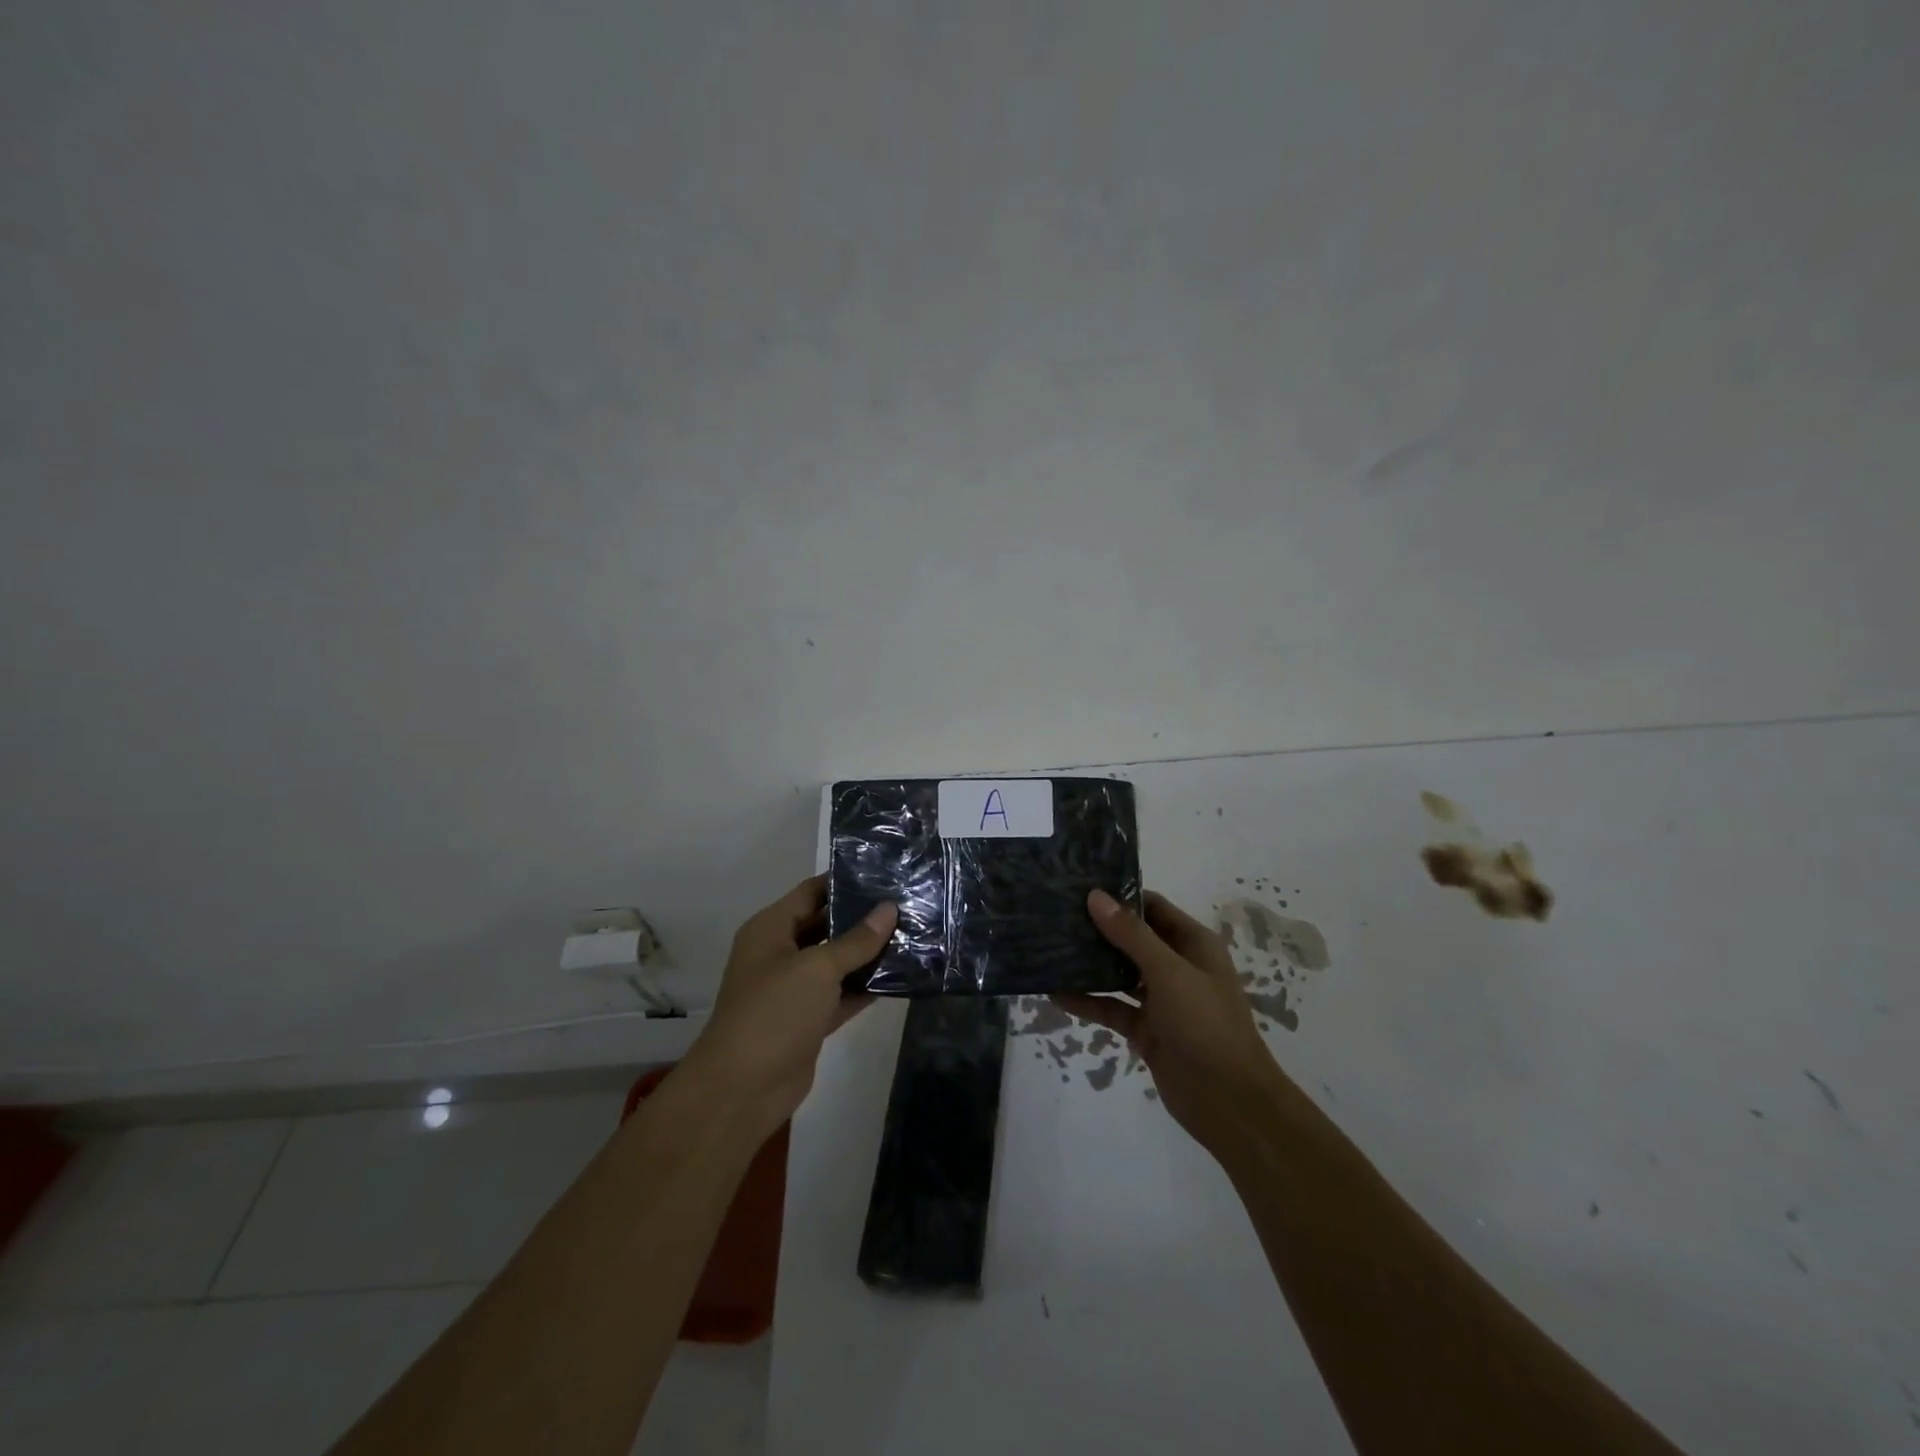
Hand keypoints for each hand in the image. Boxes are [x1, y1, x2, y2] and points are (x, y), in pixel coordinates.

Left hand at [678, 875, 897, 1141]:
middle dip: (862, 917)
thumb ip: (856, 940)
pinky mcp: (809, 1019)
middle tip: (907, 903)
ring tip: (912, 934)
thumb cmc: (774, 1013)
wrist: (742, 1090)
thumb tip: (889, 908)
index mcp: (770, 929)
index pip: (811, 893)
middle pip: (826, 925)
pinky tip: (901, 976)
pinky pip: (841, 994)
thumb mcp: (817, 969)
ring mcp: (794, 989)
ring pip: (836, 962)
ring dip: (868, 953)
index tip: (885, 873)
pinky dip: (865, 987)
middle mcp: (781, 953)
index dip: (844, 881)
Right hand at [1055, 889, 1287, 1161]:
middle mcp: (1177, 966)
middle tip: (1055, 916)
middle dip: (1098, 929)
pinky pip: (1113, 1008)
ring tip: (1049, 949)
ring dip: (1089, 965)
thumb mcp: (1169, 972)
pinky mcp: (1146, 1030)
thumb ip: (1131, 934)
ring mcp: (1161, 1000)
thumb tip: (1096, 896)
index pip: (1152, 907)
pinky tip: (1055, 994)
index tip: (1079, 887)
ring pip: (1119, 973)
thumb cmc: (1205, 1024)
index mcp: (1192, 944)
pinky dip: (1088, 1002)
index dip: (1119, 896)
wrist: (1229, 1103)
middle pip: (1132, 939)